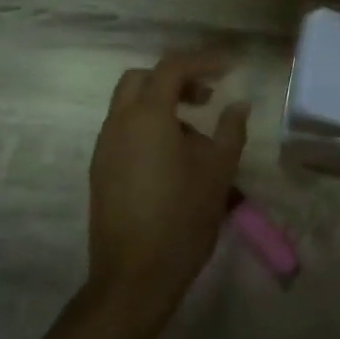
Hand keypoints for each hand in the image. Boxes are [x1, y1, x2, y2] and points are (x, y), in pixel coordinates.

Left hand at [85, 51, 249, 324]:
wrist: (134, 277)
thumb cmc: (183, 218)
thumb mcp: (219, 171)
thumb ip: (230, 130)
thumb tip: (238, 105)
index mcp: (147, 117)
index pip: (172, 68)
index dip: (202, 61)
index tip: (230, 69)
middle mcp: (119, 124)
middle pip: (141, 80)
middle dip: (176, 79)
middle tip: (207, 96)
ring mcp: (104, 149)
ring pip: (129, 106)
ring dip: (162, 104)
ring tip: (197, 133)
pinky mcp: (101, 172)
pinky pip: (124, 131)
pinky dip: (149, 127)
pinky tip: (175, 158)